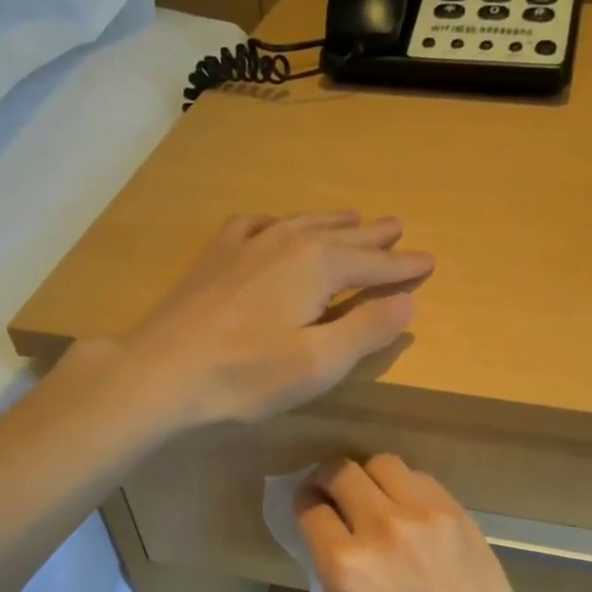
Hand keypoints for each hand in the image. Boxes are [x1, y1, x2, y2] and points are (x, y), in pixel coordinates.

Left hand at [119, 212, 433, 426]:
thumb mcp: (319, 362)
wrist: (161, 370)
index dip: (403, 265)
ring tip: (354, 217)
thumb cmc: (246, 375)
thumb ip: (366, 329)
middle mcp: (286, 242)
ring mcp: (246, 244)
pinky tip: (276, 224)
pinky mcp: (216, 255)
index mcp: (318, 266)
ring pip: (302, 223)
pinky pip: (257, 224)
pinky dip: (279, 221)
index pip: (373, 263)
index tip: (429, 260)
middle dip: (374, 235)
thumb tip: (407, 301)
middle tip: (398, 226)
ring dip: (333, 222)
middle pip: (342, 235)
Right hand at [295, 455, 559, 591]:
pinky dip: (405, 487)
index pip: (310, 510)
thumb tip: (342, 544)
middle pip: (340, 472)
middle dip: (327, 479)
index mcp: (346, 567)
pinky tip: (410, 509)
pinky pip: (419, 479)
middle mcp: (379, 528)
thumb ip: (345, 577)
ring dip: (368, 476)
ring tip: (374, 496)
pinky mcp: (456, 512)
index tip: (309, 508)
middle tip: (332, 493)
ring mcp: (422, 514)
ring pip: (381, 463)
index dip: (304, 506)